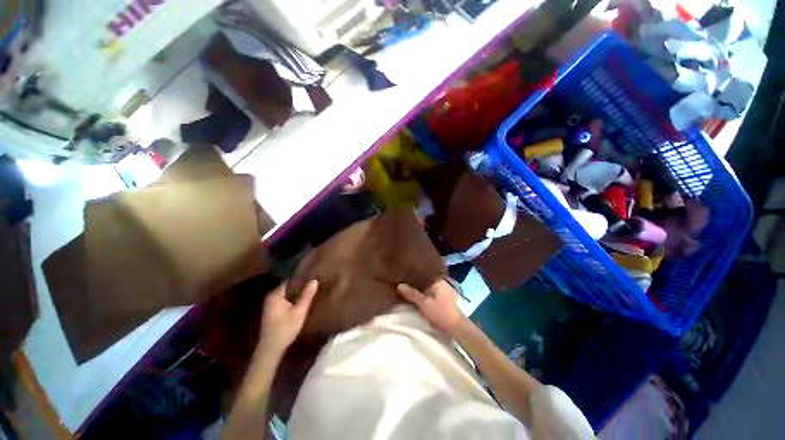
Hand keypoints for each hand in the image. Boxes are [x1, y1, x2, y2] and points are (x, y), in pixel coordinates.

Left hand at [258, 280, 318, 353]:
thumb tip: (314, 280)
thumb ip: (307, 296)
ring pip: (287, 294)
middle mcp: (271, 297)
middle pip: (289, 287)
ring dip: (297, 293)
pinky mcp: (272, 312)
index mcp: (275, 295)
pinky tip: (302, 301)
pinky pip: (285, 300)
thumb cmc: (285, 329)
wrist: (271, 350)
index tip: (312, 275)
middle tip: (313, 282)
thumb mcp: (299, 312)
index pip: (290, 280)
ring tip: (310, 289)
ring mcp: (271, 305)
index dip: (301, 278)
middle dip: (300, 285)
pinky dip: (293, 299)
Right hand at [397, 280, 466, 337]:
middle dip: (415, 283)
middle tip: (402, 282)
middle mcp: (441, 283)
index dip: (413, 274)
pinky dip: (424, 294)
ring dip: (420, 289)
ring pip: (428, 287)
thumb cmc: (441, 313)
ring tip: (407, 288)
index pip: (423, 273)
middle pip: (425, 281)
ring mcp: (443, 290)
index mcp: (438, 280)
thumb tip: (399, 285)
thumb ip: (412, 294)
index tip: (403, 275)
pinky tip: (417, 297)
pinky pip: (431, 293)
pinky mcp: (444, 299)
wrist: (457, 328)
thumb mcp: (424, 303)